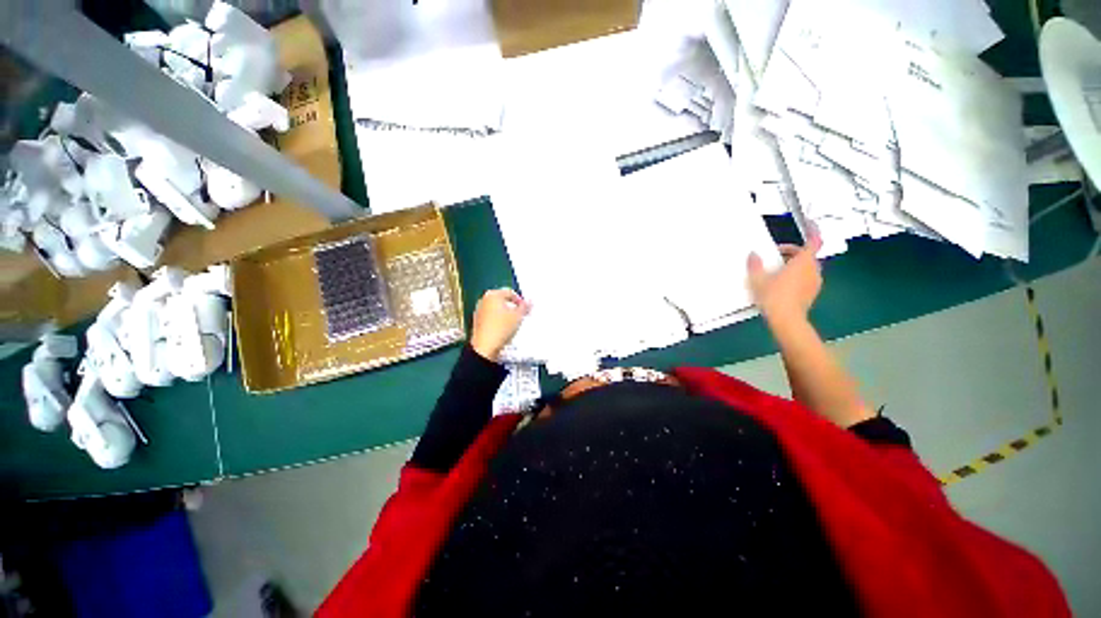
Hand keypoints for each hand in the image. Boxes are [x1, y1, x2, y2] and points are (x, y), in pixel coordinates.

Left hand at [470, 288, 530, 361]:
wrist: (485, 347)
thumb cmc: (501, 328)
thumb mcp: (518, 316)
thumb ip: (525, 307)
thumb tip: (530, 301)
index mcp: (493, 295)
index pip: (510, 292)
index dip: (520, 301)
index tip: (525, 309)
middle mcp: (484, 300)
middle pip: (502, 300)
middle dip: (512, 307)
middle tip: (520, 315)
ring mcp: (479, 310)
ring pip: (496, 308)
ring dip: (505, 314)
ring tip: (512, 323)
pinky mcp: (477, 321)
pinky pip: (491, 317)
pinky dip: (498, 320)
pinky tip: (503, 329)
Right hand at [747, 233, 823, 325]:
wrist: (786, 320)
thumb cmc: (773, 297)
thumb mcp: (757, 279)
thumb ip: (755, 264)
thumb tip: (753, 255)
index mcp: (803, 262)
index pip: (813, 241)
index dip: (813, 230)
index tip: (809, 223)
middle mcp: (813, 270)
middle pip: (807, 254)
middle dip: (793, 251)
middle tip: (777, 253)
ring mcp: (815, 282)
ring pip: (807, 266)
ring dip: (795, 264)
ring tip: (777, 269)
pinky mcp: (812, 293)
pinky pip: (806, 277)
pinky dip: (797, 275)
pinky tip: (782, 283)